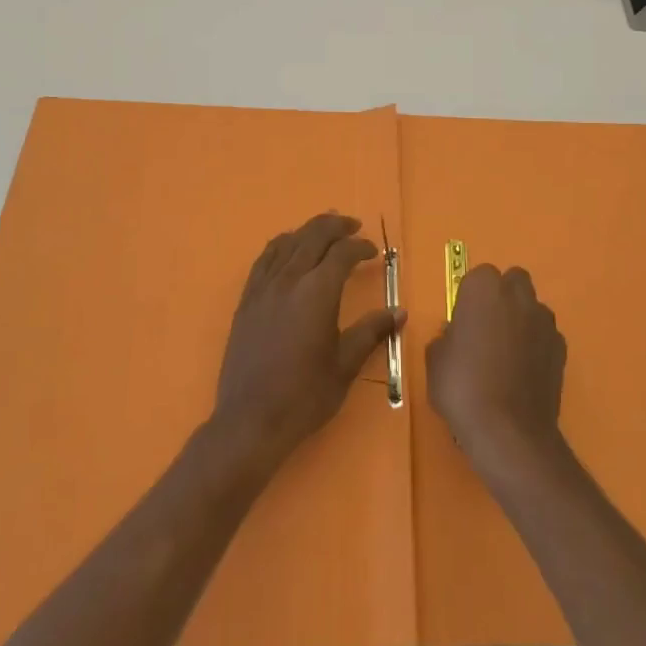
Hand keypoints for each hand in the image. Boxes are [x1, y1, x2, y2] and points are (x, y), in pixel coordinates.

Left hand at [211, 213, 404, 475]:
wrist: (250, 420)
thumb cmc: (304, 396)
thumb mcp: (345, 365)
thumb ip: (371, 332)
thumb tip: (399, 312)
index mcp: (317, 292)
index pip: (341, 253)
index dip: (360, 246)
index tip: (373, 253)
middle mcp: (289, 279)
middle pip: (313, 235)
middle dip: (335, 225)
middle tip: (353, 227)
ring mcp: (263, 287)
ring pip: (287, 242)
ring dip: (308, 231)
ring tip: (324, 233)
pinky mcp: (247, 300)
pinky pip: (265, 258)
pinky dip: (281, 245)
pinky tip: (287, 250)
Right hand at [426, 265, 567, 483]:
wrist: (509, 432)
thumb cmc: (463, 387)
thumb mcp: (435, 360)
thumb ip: (447, 337)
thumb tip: (458, 335)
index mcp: (484, 289)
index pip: (479, 276)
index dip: (470, 297)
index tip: (463, 322)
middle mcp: (518, 296)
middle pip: (513, 282)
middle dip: (502, 297)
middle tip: (486, 329)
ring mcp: (544, 321)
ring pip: (532, 308)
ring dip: (521, 320)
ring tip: (506, 356)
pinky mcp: (561, 349)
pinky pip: (545, 336)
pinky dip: (536, 346)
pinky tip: (523, 374)